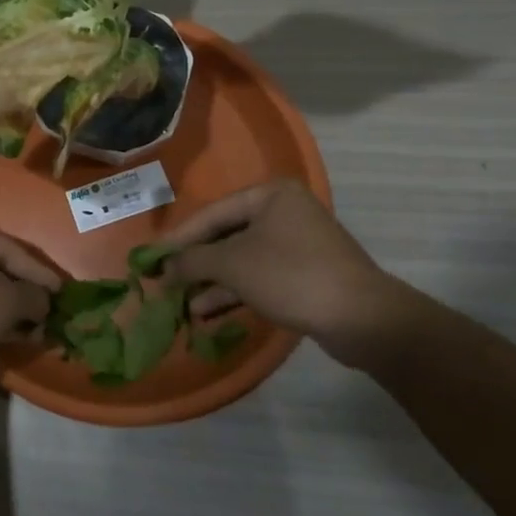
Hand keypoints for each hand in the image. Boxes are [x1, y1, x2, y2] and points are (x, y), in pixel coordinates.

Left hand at [0, 218, 61, 382]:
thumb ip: (33, 295)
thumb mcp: (6, 302)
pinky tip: (6, 332)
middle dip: (22, 291)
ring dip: (6, 306)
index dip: (39, 272)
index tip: (61, 292)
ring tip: (31, 328)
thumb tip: (43, 301)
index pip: (8, 247)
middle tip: (47, 310)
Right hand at [167, 179, 395, 357]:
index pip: (212, 213)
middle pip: (226, 235)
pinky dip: (235, 290)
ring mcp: (297, 244)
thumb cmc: (291, 275)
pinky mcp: (305, 274)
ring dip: (212, 280)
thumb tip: (162, 268)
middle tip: (166, 280)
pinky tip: (207, 310)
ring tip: (181, 302)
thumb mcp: (233, 264)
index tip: (152, 258)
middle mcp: (284, 211)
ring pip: (242, 258)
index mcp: (269, 195)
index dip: (179, 238)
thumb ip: (192, 261)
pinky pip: (259, 275)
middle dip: (196, 262)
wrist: (363, 320)